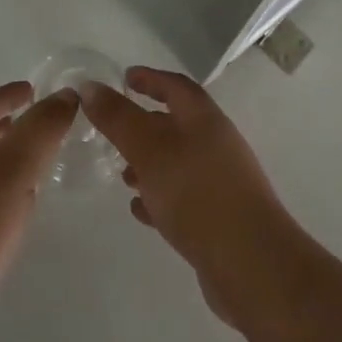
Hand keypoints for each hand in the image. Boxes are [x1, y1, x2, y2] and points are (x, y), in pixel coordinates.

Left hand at [0, 82, 78, 341]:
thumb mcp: (14, 168)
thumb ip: (41, 128)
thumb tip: (66, 94)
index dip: (5, 95)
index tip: (31, 90)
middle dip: (6, 126)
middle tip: (38, 125)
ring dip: (6, 161)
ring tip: (37, 165)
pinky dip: (2, 195)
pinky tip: (20, 212)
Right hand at [80, 67, 296, 326]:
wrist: (251, 264)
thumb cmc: (197, 192)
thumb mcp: (149, 149)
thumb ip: (118, 118)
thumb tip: (90, 86)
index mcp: (203, 118)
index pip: (175, 86)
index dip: (150, 79)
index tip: (125, 78)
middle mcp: (215, 143)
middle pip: (176, 124)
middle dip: (144, 124)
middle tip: (113, 130)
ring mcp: (220, 182)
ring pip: (177, 162)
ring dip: (149, 164)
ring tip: (121, 175)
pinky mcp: (218, 218)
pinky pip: (183, 197)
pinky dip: (159, 196)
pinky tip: (139, 210)